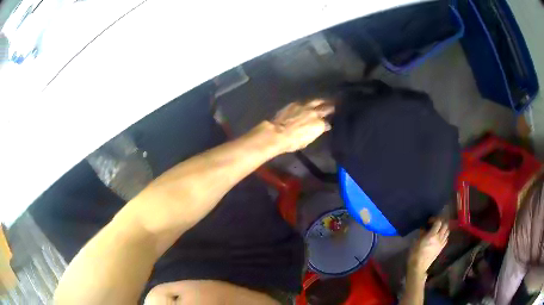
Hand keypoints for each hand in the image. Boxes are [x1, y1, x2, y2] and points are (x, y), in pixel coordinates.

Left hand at [271, 100, 333, 152]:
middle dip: (330, 107)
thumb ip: (315, 132)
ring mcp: (305, 106)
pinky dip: (308, 103)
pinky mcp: (295, 103)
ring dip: (321, 101)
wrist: (278, 133)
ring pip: (317, 101)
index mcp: (320, 125)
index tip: (328, 124)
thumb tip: (321, 128)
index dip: (328, 124)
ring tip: (324, 100)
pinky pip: (305, 101)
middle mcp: (315, 113)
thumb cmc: (292, 142)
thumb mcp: (308, 140)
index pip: (328, 124)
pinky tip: (308, 103)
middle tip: (334, 105)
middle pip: (326, 108)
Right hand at [407, 220, 448, 279]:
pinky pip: (446, 239)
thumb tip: (424, 228)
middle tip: (435, 223)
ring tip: (438, 229)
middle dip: (441, 222)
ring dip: (444, 228)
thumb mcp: (416, 242)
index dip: (435, 219)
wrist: (419, 267)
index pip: (438, 222)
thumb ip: (422, 234)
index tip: (429, 221)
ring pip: (447, 231)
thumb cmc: (415, 254)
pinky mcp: (441, 248)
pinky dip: (444, 235)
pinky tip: (440, 237)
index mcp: (432, 235)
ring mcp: (441, 243)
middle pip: (445, 225)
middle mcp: (439, 238)